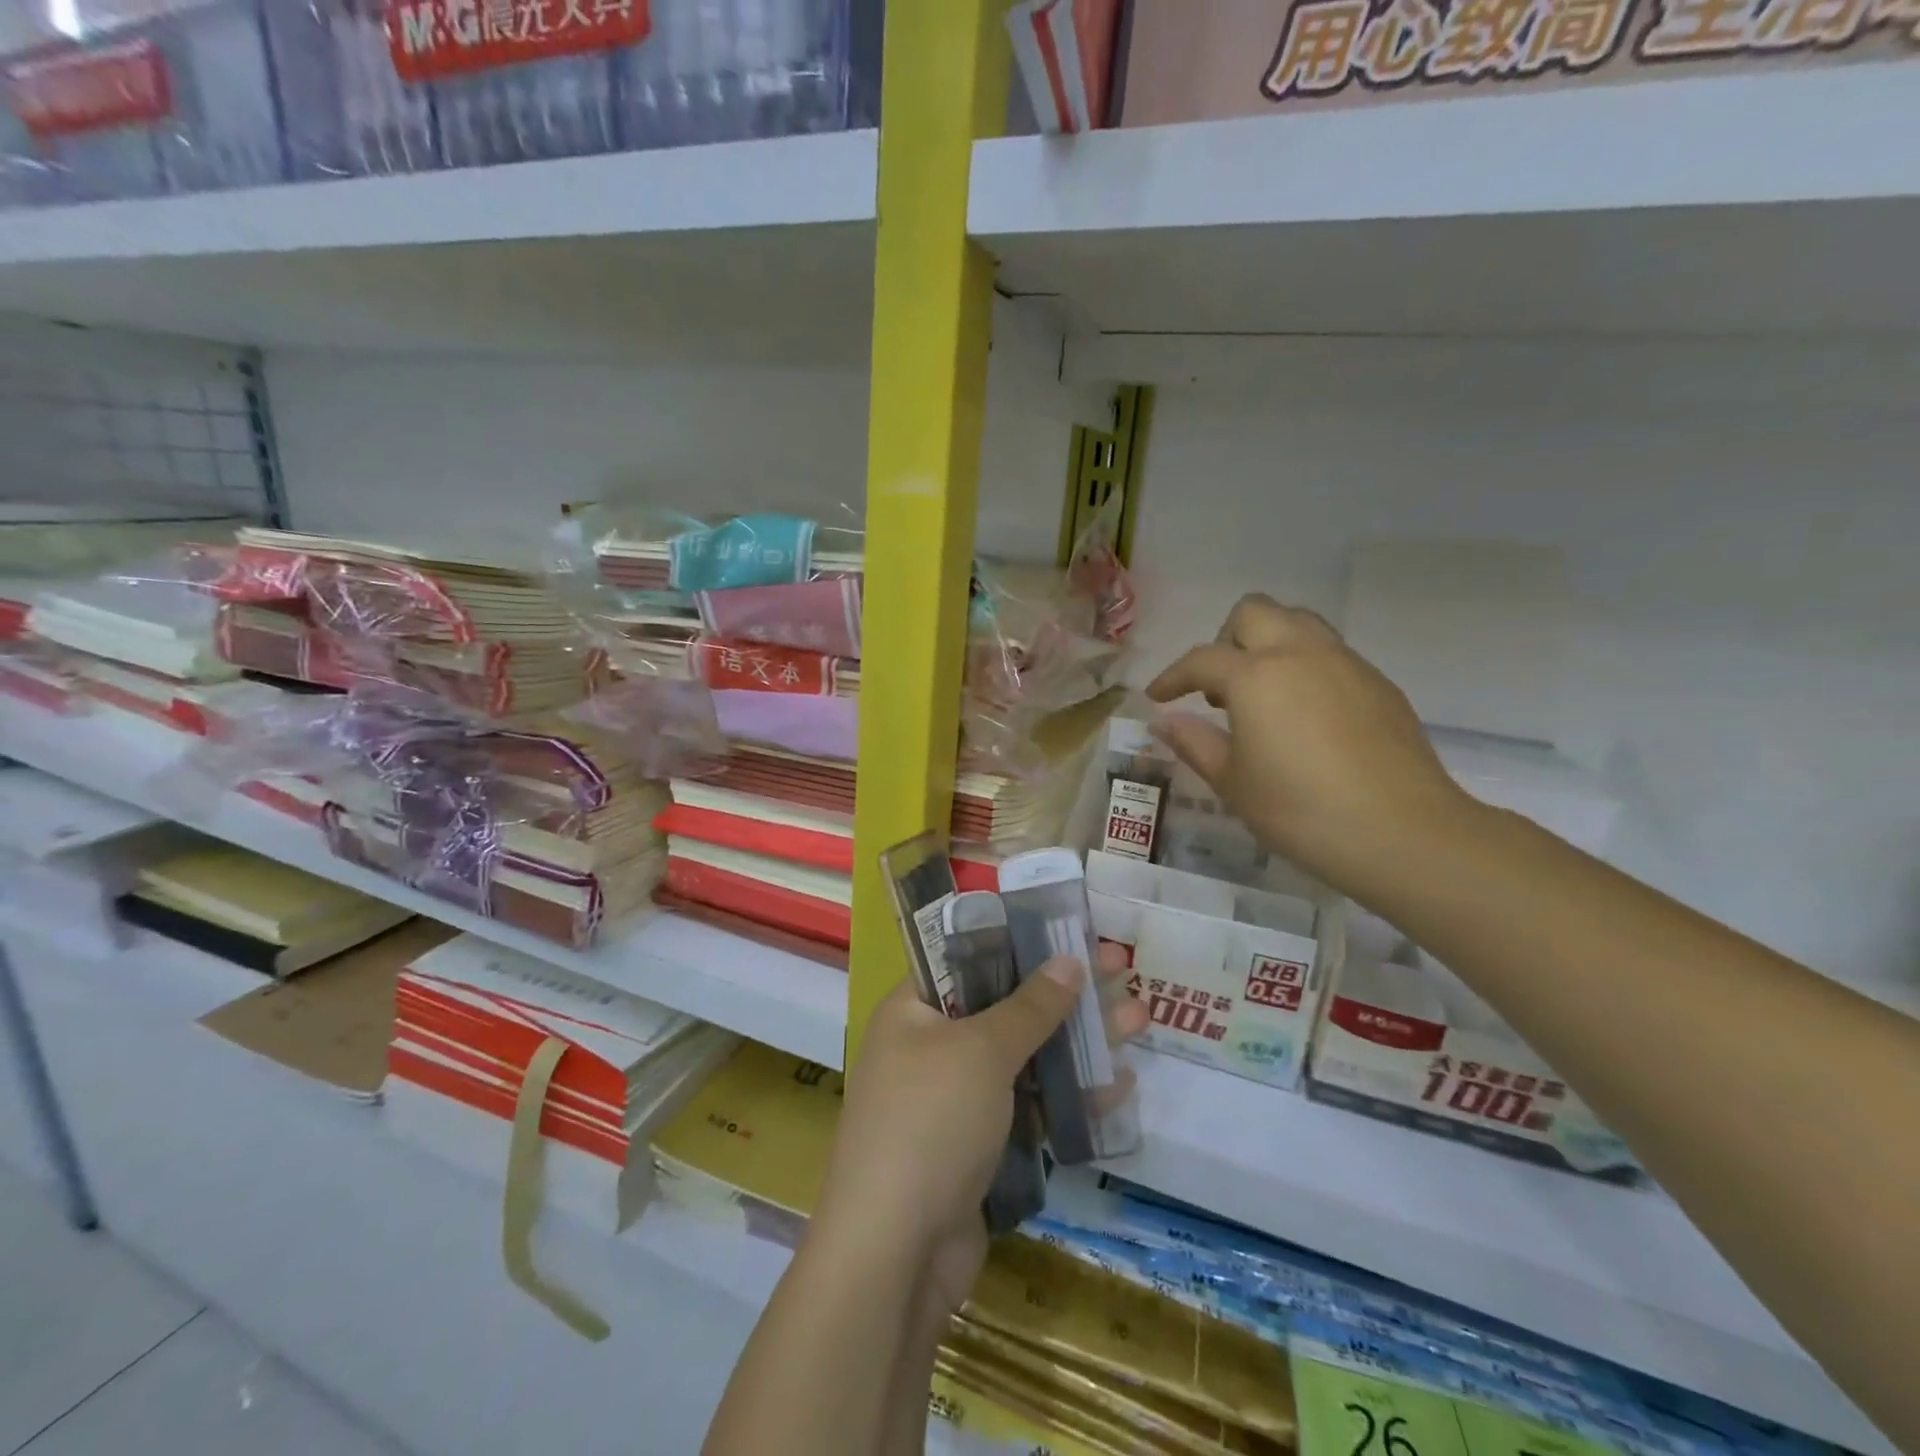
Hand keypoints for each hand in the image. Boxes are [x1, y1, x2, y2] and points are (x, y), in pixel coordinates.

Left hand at [814, 945, 1143, 1306]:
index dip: (1020, 943)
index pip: (968, 959)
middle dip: (1065, 993)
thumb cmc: (931, 1123)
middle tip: (1119, 971)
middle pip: (1006, 1006)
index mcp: (913, 1011)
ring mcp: (957, 1100)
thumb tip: (1069, 961)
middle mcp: (932, 1047)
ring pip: (1026, 1057)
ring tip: (1138, 1019)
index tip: (1070, 934)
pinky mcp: (981, 1147)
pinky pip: (1030, 1107)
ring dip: (1079, 1042)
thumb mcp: (982, 1051)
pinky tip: (1119, 1085)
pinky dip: (1070, 1096)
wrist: (896, 1256)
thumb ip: (1029, 1007)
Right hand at [1147, 594, 1469, 887]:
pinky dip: (1304, 667)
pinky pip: (1330, 653)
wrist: (1402, 833)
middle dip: (1225, 640)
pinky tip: (1305, 716)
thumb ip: (1194, 743)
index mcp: (1256, 676)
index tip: (1157, 697)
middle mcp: (1300, 653)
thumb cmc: (1300, 811)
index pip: (1201, 659)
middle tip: (1217, 688)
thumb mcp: (1233, 782)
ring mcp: (1346, 663)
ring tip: (1261, 694)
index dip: (1172, 676)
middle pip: (1254, 612)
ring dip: (1268, 643)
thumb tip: (1163, 721)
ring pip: (1298, 622)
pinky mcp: (1378, 683)